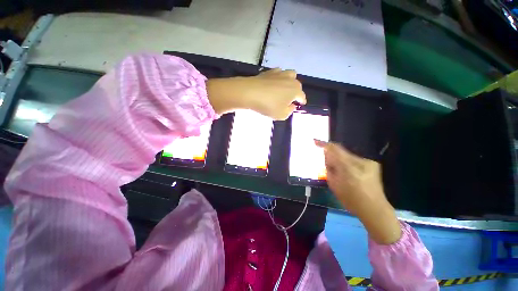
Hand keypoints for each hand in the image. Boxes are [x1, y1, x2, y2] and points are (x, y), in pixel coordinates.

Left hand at [206, 68, 305, 119]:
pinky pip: (278, 73)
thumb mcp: (281, 115)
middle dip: (295, 92)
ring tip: (284, 89)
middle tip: (289, 99)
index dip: (301, 101)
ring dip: (289, 82)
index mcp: (295, 90)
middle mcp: (290, 79)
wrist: (250, 92)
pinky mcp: (269, 71)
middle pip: (297, 85)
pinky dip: (278, 78)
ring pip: (290, 75)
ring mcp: (280, 73)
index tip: (301, 104)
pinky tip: (273, 83)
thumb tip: (292, 105)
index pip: (302, 96)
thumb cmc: (268, 106)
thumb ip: (289, 111)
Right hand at [316, 140, 401, 243]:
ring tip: (339, 170)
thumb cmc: (351, 200)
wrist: (375, 209)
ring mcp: (368, 162)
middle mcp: (360, 162)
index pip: (334, 150)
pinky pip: (354, 159)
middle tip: (327, 162)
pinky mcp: (373, 164)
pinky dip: (348, 163)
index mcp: (348, 168)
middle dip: (332, 154)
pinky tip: (349, 173)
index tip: (315, 141)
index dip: (324, 144)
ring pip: (347, 155)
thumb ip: (329, 168)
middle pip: (341, 151)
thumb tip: (327, 157)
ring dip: (340, 159)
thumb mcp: (334, 184)